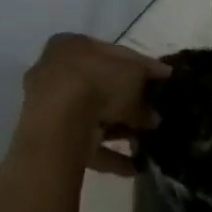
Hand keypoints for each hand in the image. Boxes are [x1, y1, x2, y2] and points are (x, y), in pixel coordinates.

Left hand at [19, 33, 169, 175]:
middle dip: (128, 101)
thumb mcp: (134, 74)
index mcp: (72, 44)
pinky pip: (86, 144)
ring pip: (92, 116)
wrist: (58, 125)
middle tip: (153, 114)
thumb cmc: (97, 82)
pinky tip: (135, 167)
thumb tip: (155, 104)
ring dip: (120, 129)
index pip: (113, 54)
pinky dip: (110, 154)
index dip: (141, 67)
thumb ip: (148, 83)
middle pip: (100, 85)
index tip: (162, 81)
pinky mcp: (50, 139)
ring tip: (146, 141)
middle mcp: (55, 71)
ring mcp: (49, 106)